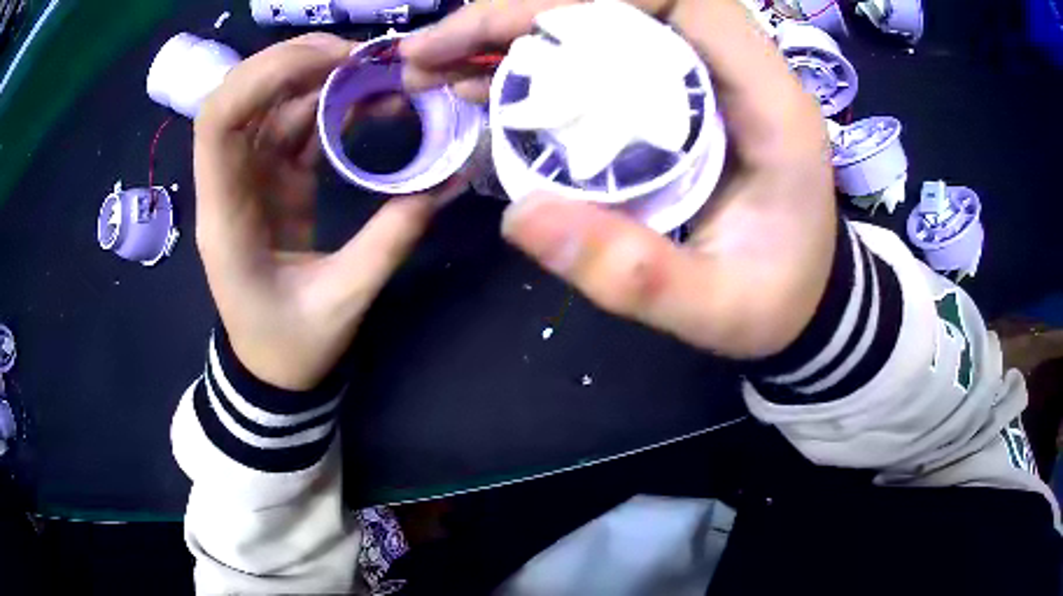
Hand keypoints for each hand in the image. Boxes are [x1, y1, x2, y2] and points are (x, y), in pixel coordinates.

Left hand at [195, 34, 466, 390]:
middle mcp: (230, 184)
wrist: (273, 370)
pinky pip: (297, 125)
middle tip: (361, 55)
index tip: (325, 64)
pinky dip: (331, 105)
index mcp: (226, 217)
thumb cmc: (291, 347)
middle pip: (241, 96)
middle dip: (295, 62)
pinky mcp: (275, 179)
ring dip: (321, 77)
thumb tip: (445, 182)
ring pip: (272, 104)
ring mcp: (252, 177)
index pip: (218, 123)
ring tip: (378, 69)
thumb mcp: (342, 301)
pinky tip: (371, 99)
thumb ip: (390, 240)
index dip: (261, 78)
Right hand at [402, 0, 835, 358]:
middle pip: (623, 1)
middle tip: (433, 52)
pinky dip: (530, 69)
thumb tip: (523, 219)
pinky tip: (476, 89)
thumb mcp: (719, 309)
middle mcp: (733, 70)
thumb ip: (639, 274)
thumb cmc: (776, 303)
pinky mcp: (669, 100)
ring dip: (510, 37)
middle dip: (520, 13)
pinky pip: (595, 62)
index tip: (504, 28)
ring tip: (434, 68)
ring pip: (600, 25)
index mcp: (768, 101)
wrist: (800, 300)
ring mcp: (696, 80)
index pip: (685, 0)